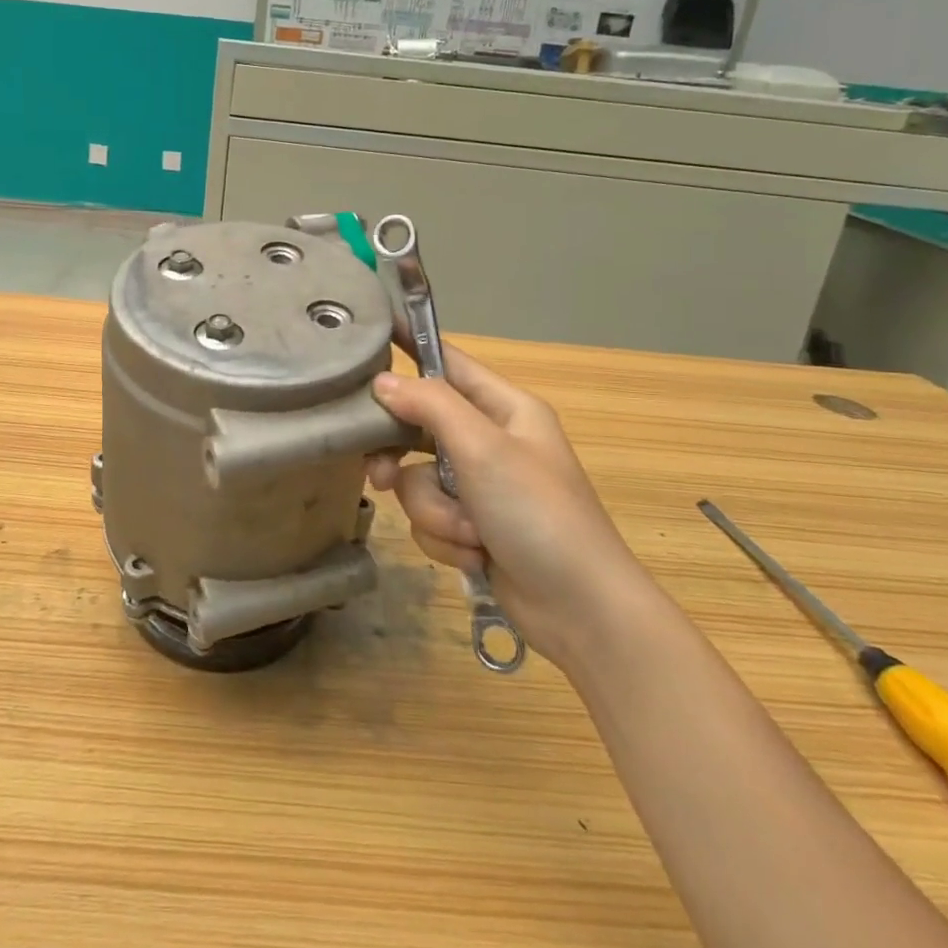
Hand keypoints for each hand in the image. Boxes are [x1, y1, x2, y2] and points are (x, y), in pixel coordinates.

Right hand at [368, 349, 654, 663]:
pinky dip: (445, 538)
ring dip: (436, 511)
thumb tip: (382, 381)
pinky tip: (475, 554)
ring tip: (470, 532)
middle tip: (379, 475)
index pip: (447, 362)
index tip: (366, 336)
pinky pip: (430, 518)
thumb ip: (430, 406)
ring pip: (417, 481)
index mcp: (505, 408)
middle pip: (418, 427)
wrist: (581, 610)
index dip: (408, 347)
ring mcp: (479, 487)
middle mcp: (489, 442)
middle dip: (403, 460)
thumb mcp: (484, 450)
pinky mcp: (471, 527)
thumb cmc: (539, 514)